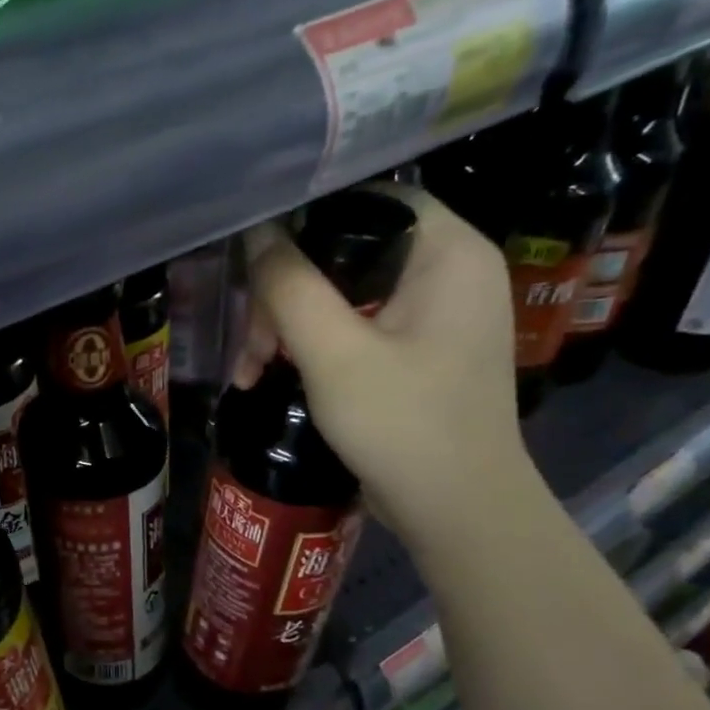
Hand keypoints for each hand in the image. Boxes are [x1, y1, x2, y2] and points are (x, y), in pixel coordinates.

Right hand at [232, 186, 533, 545]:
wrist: (457, 510)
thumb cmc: (403, 425)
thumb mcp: (334, 353)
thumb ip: (290, 286)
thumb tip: (255, 232)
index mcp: (448, 250)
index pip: (366, 199)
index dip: (302, 221)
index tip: (254, 263)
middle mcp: (449, 269)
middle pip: (346, 251)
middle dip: (285, 295)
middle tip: (253, 345)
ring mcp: (434, 313)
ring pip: (342, 292)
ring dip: (289, 326)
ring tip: (252, 371)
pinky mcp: (418, 349)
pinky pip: (354, 324)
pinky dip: (312, 346)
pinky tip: (272, 376)